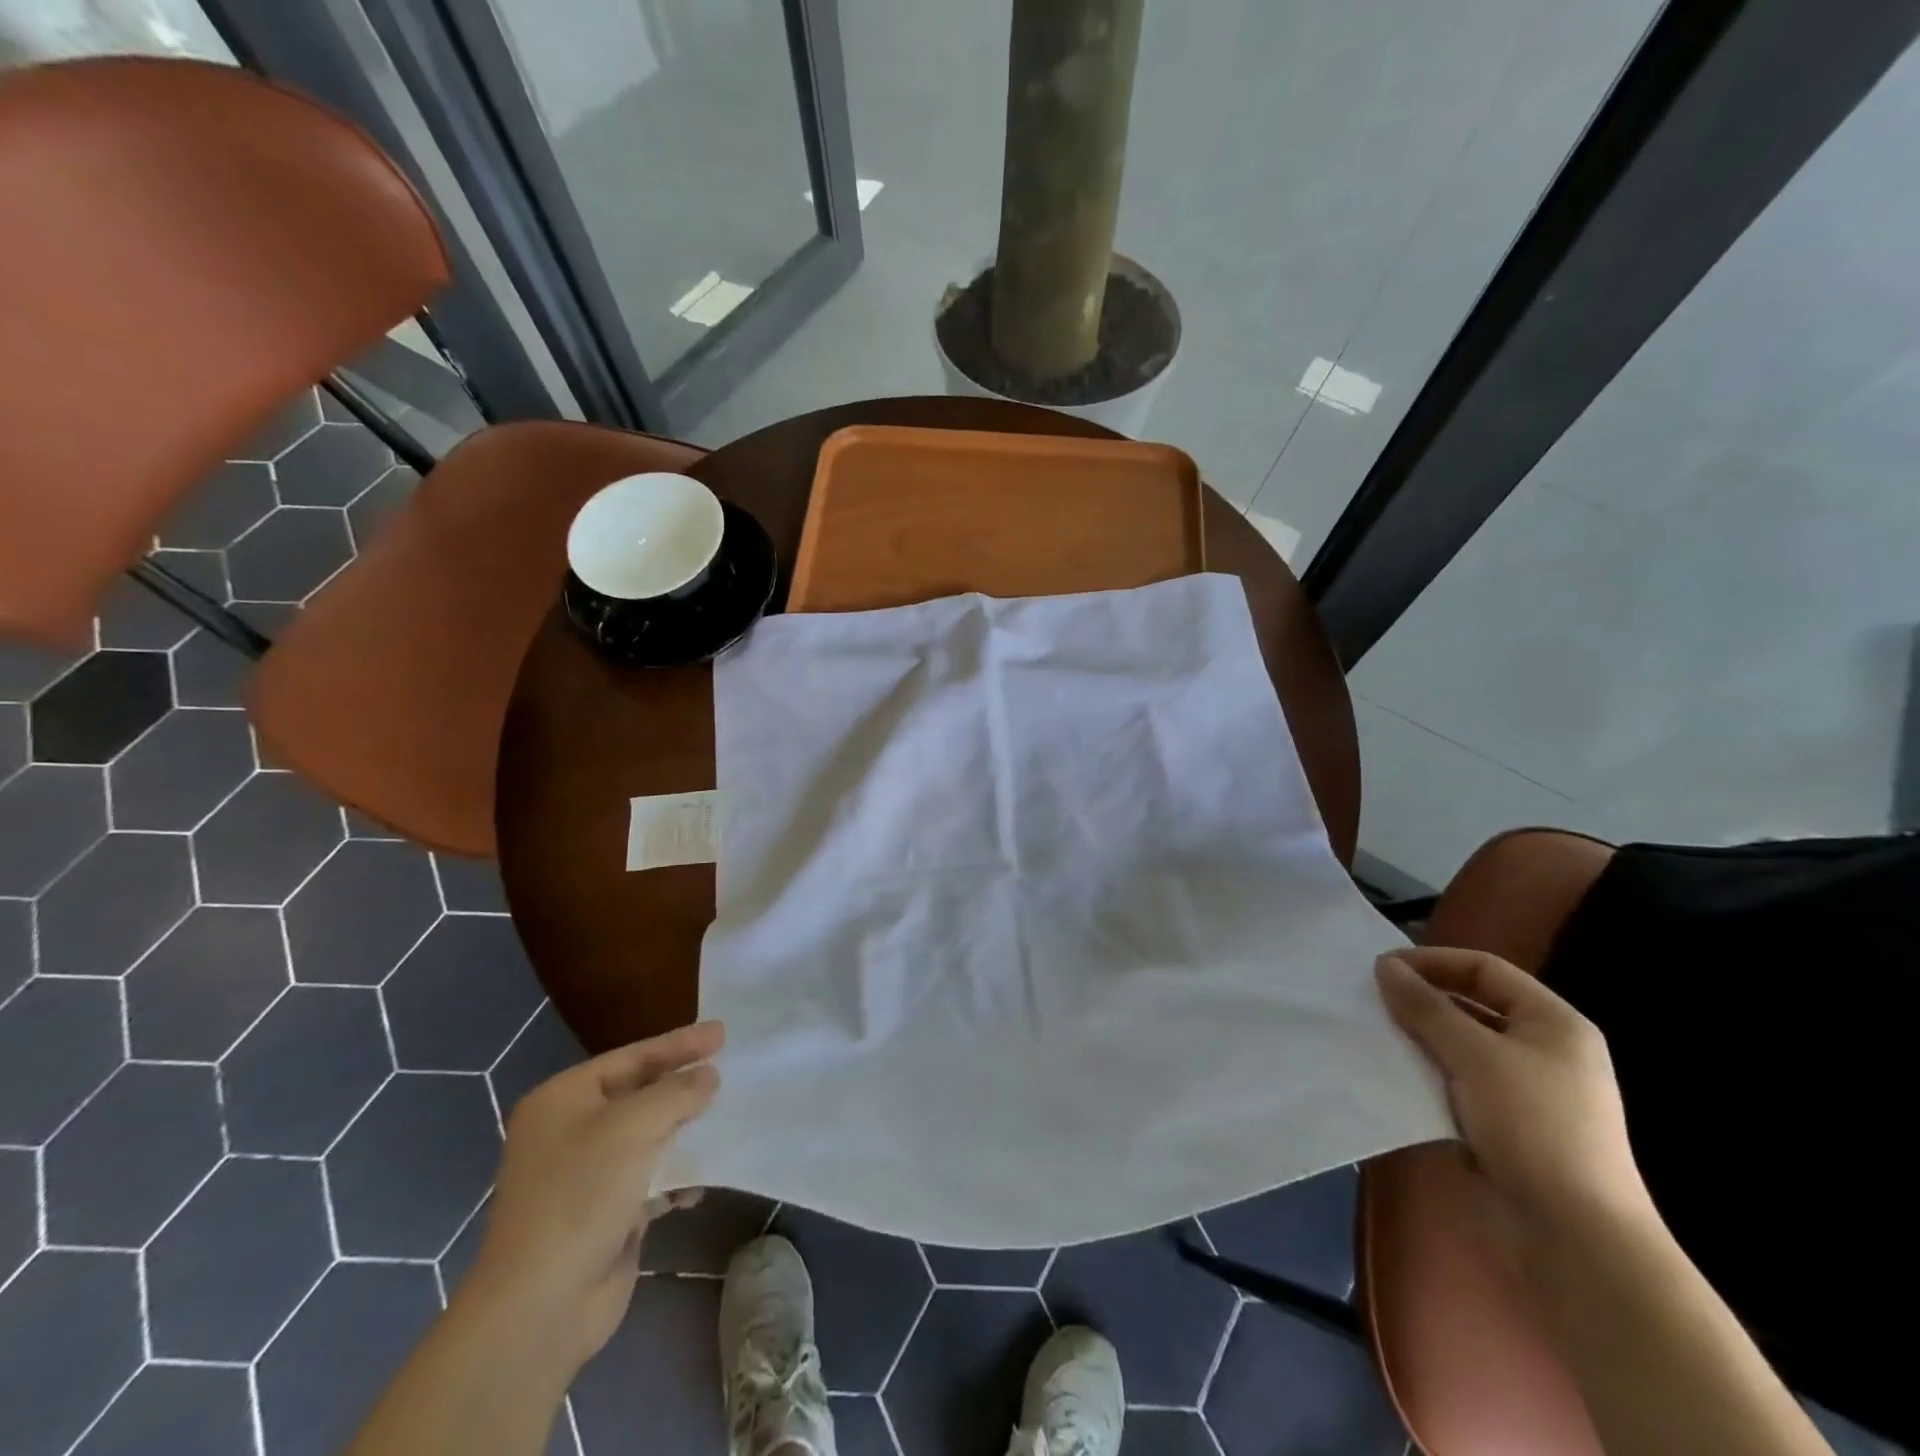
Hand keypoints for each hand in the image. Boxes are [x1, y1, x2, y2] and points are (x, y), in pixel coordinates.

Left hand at [464, 1021, 723, 1370]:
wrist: (540, 1307)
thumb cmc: (580, 1196)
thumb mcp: (634, 1127)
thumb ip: (677, 1092)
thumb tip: (708, 1076)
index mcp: (562, 1100)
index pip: (631, 1057)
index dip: (678, 1044)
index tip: (722, 1033)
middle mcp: (569, 1131)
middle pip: (639, 1093)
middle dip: (682, 1085)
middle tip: (727, 1067)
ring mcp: (584, 1175)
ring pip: (647, 1136)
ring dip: (684, 1129)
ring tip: (725, 1117)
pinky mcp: (603, 1214)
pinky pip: (649, 1178)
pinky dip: (675, 1175)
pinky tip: (700, 1181)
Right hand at [1376, 947, 1651, 1232]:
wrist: (1575, 1239)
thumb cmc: (1534, 1127)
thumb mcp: (1475, 1055)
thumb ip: (1426, 1007)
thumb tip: (1384, 965)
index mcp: (1554, 1024)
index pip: (1485, 969)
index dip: (1432, 962)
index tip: (1380, 969)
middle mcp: (1542, 1051)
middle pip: (1471, 1006)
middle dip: (1420, 1001)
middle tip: (1370, 1001)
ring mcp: (1524, 1092)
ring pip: (1458, 1047)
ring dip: (1417, 1039)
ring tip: (1372, 1035)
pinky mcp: (1503, 1127)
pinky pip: (1455, 1084)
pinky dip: (1424, 1076)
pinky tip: (1390, 1077)